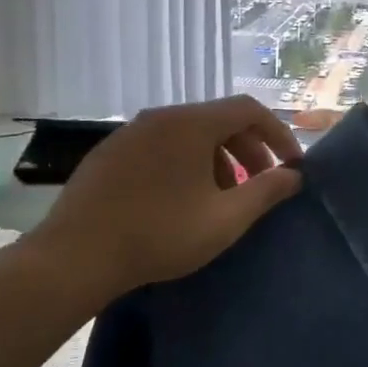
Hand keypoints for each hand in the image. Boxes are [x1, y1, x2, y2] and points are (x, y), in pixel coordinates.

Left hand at [18, 97, 302, 304]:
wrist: (74, 257)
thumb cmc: (160, 235)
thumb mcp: (225, 219)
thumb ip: (266, 192)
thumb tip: (293, 175)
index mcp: (191, 123)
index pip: (249, 109)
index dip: (278, 133)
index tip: (291, 165)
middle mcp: (161, 116)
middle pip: (219, 120)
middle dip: (249, 149)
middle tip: (261, 185)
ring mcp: (131, 132)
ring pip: (189, 135)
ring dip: (218, 159)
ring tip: (223, 198)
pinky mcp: (110, 153)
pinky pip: (162, 146)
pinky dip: (186, 163)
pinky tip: (182, 200)